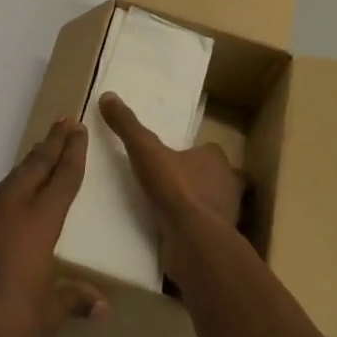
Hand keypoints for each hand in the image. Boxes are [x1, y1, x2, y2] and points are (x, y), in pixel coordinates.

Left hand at [0, 117, 107, 336]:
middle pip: (35, 167)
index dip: (73, 153)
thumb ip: (74, 300)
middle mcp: (11, 210)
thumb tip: (103, 305)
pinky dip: (9, 188)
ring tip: (40, 153)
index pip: (62, 179)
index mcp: (38, 223)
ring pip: (12, 179)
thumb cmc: (6, 322)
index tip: (78, 129)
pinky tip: (10, 199)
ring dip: (29, 164)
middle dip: (52, 143)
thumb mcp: (48, 315)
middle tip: (64, 122)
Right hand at [99, 92, 244, 288]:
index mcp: (216, 158)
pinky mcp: (220, 241)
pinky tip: (174, 233)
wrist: (194, 241)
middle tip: (170, 184)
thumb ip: (127, 125)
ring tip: (168, 210)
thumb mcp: (144, 150)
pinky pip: (206, 231)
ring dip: (196, 206)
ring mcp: (228, 215)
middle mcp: (229, 184)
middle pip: (214, 177)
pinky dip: (194, 231)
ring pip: (213, 205)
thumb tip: (107, 96)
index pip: (208, 151)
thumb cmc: (175, 188)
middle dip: (197, 180)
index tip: (173, 158)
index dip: (193, 153)